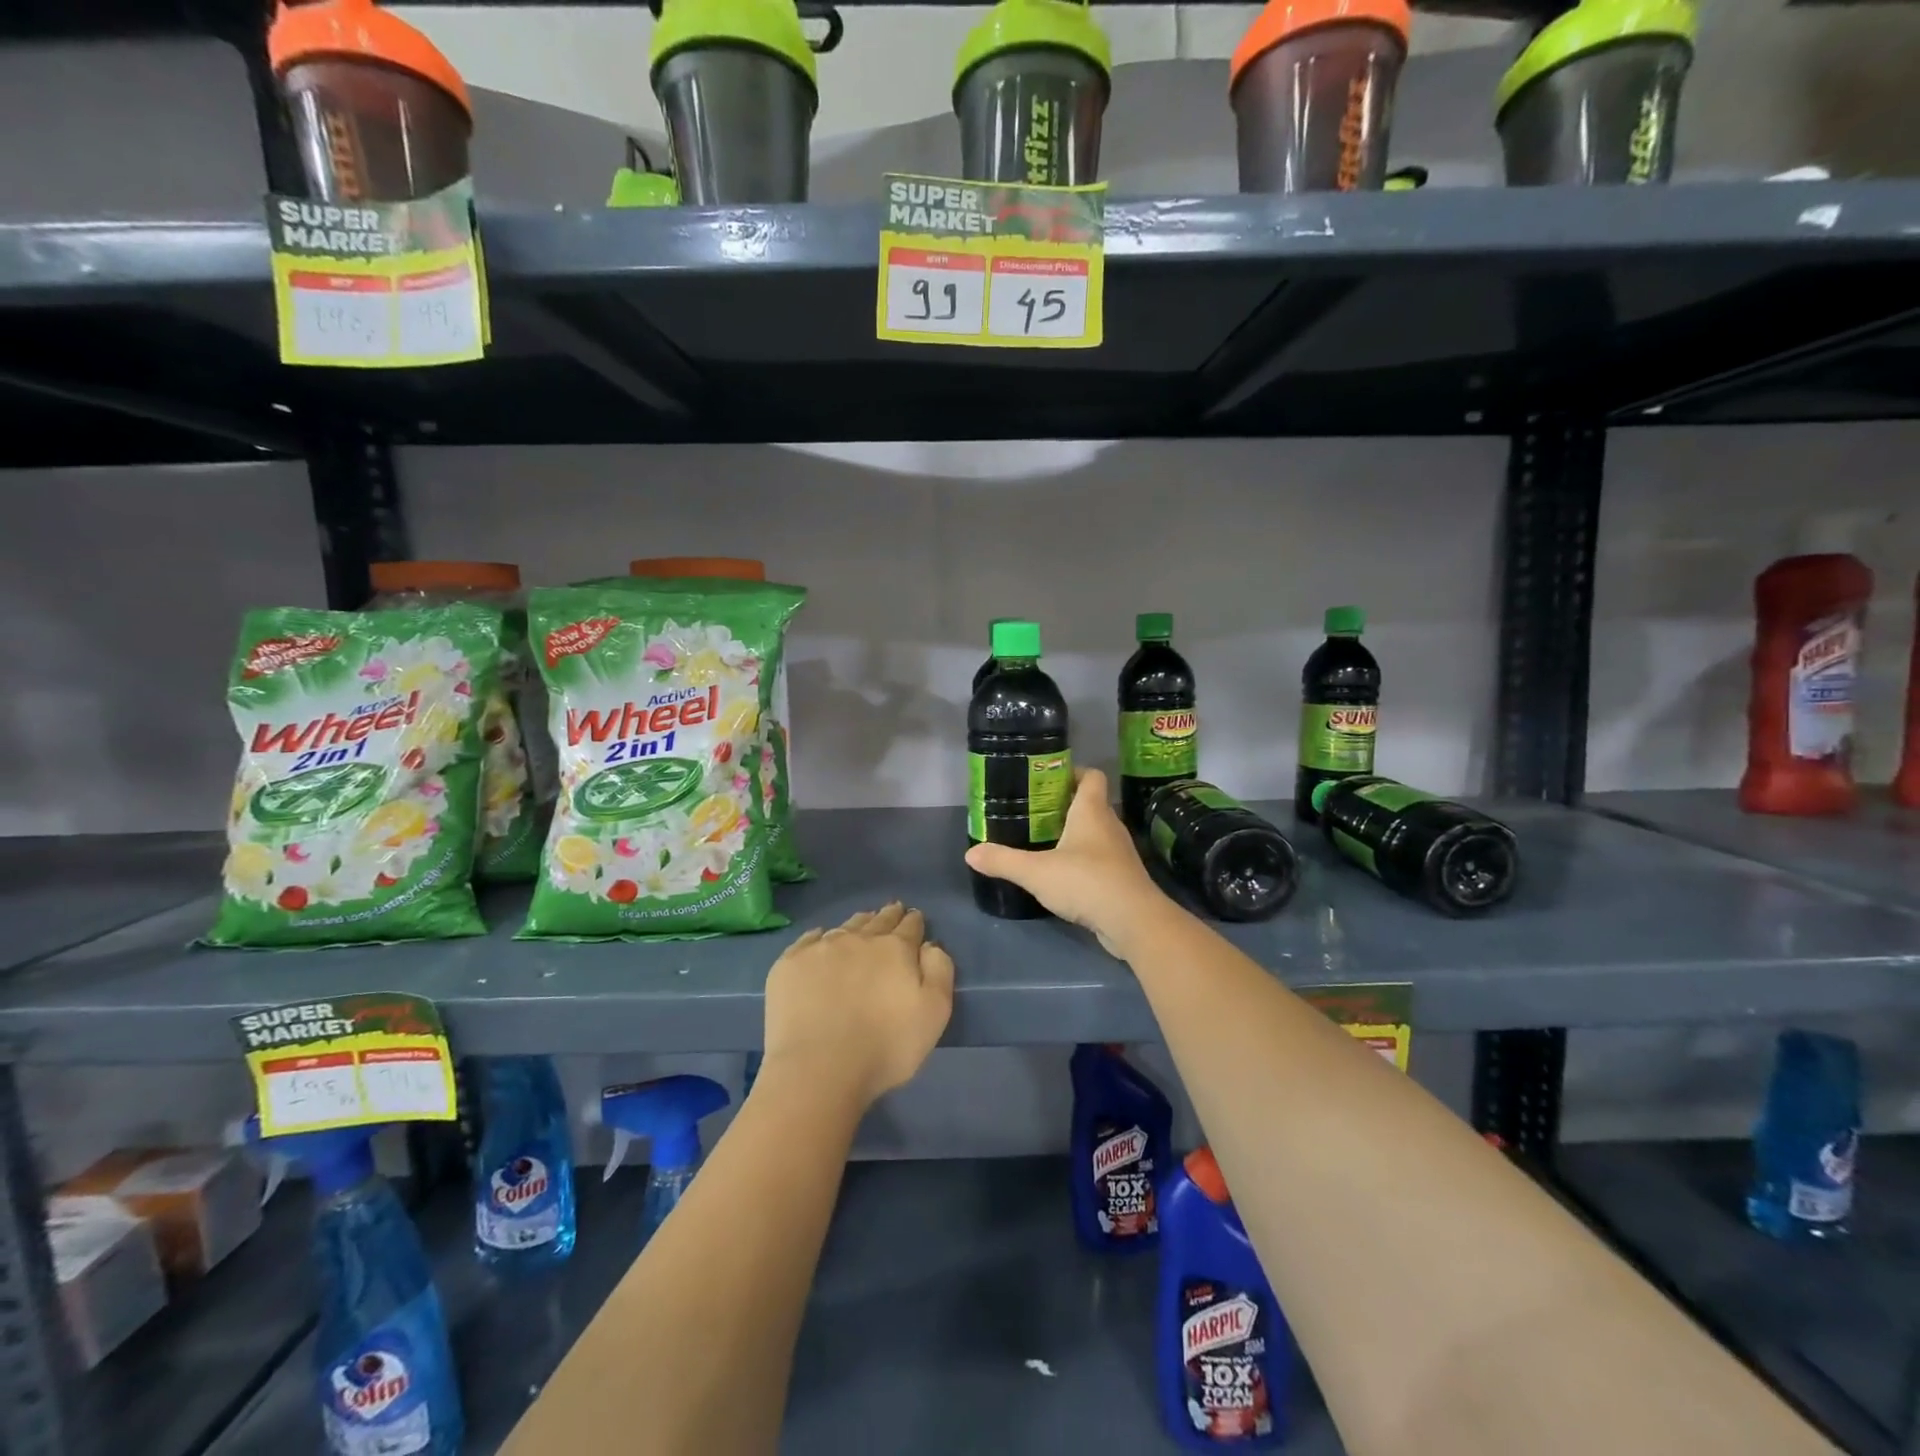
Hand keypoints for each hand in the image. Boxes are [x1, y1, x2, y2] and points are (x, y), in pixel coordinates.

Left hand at [760, 903, 954, 1108]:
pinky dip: (820, 937)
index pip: (909, 926)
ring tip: (863, 922)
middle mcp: (859, 939)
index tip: (914, 917)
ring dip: (858, 924)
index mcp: (895, 949)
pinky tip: (821, 939)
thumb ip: (939, 971)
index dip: (914, 921)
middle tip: (892, 910)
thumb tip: (930, 945)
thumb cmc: (885, 1046)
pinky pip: (809, 940)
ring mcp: (821, 949)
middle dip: (888, 915)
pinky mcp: (790, 964)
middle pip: (878, 920)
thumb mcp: (934, 1013)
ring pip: (845, 927)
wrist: (818, 1068)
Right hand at [963, 769, 1170, 956]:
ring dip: (1075, 834)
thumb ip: (1003, 861)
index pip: (1091, 776)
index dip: (1073, 772)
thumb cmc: (1086, 882)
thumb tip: (970, 853)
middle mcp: (1110, 825)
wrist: (1133, 921)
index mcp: (1092, 811)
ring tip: (1045, 842)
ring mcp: (1120, 852)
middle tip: (1036, 812)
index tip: (1048, 780)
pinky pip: (1101, 859)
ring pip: (1097, 832)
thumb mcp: (1036, 872)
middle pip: (1092, 803)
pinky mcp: (1123, 877)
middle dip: (1066, 805)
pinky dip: (1084, 860)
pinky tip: (1064, 874)